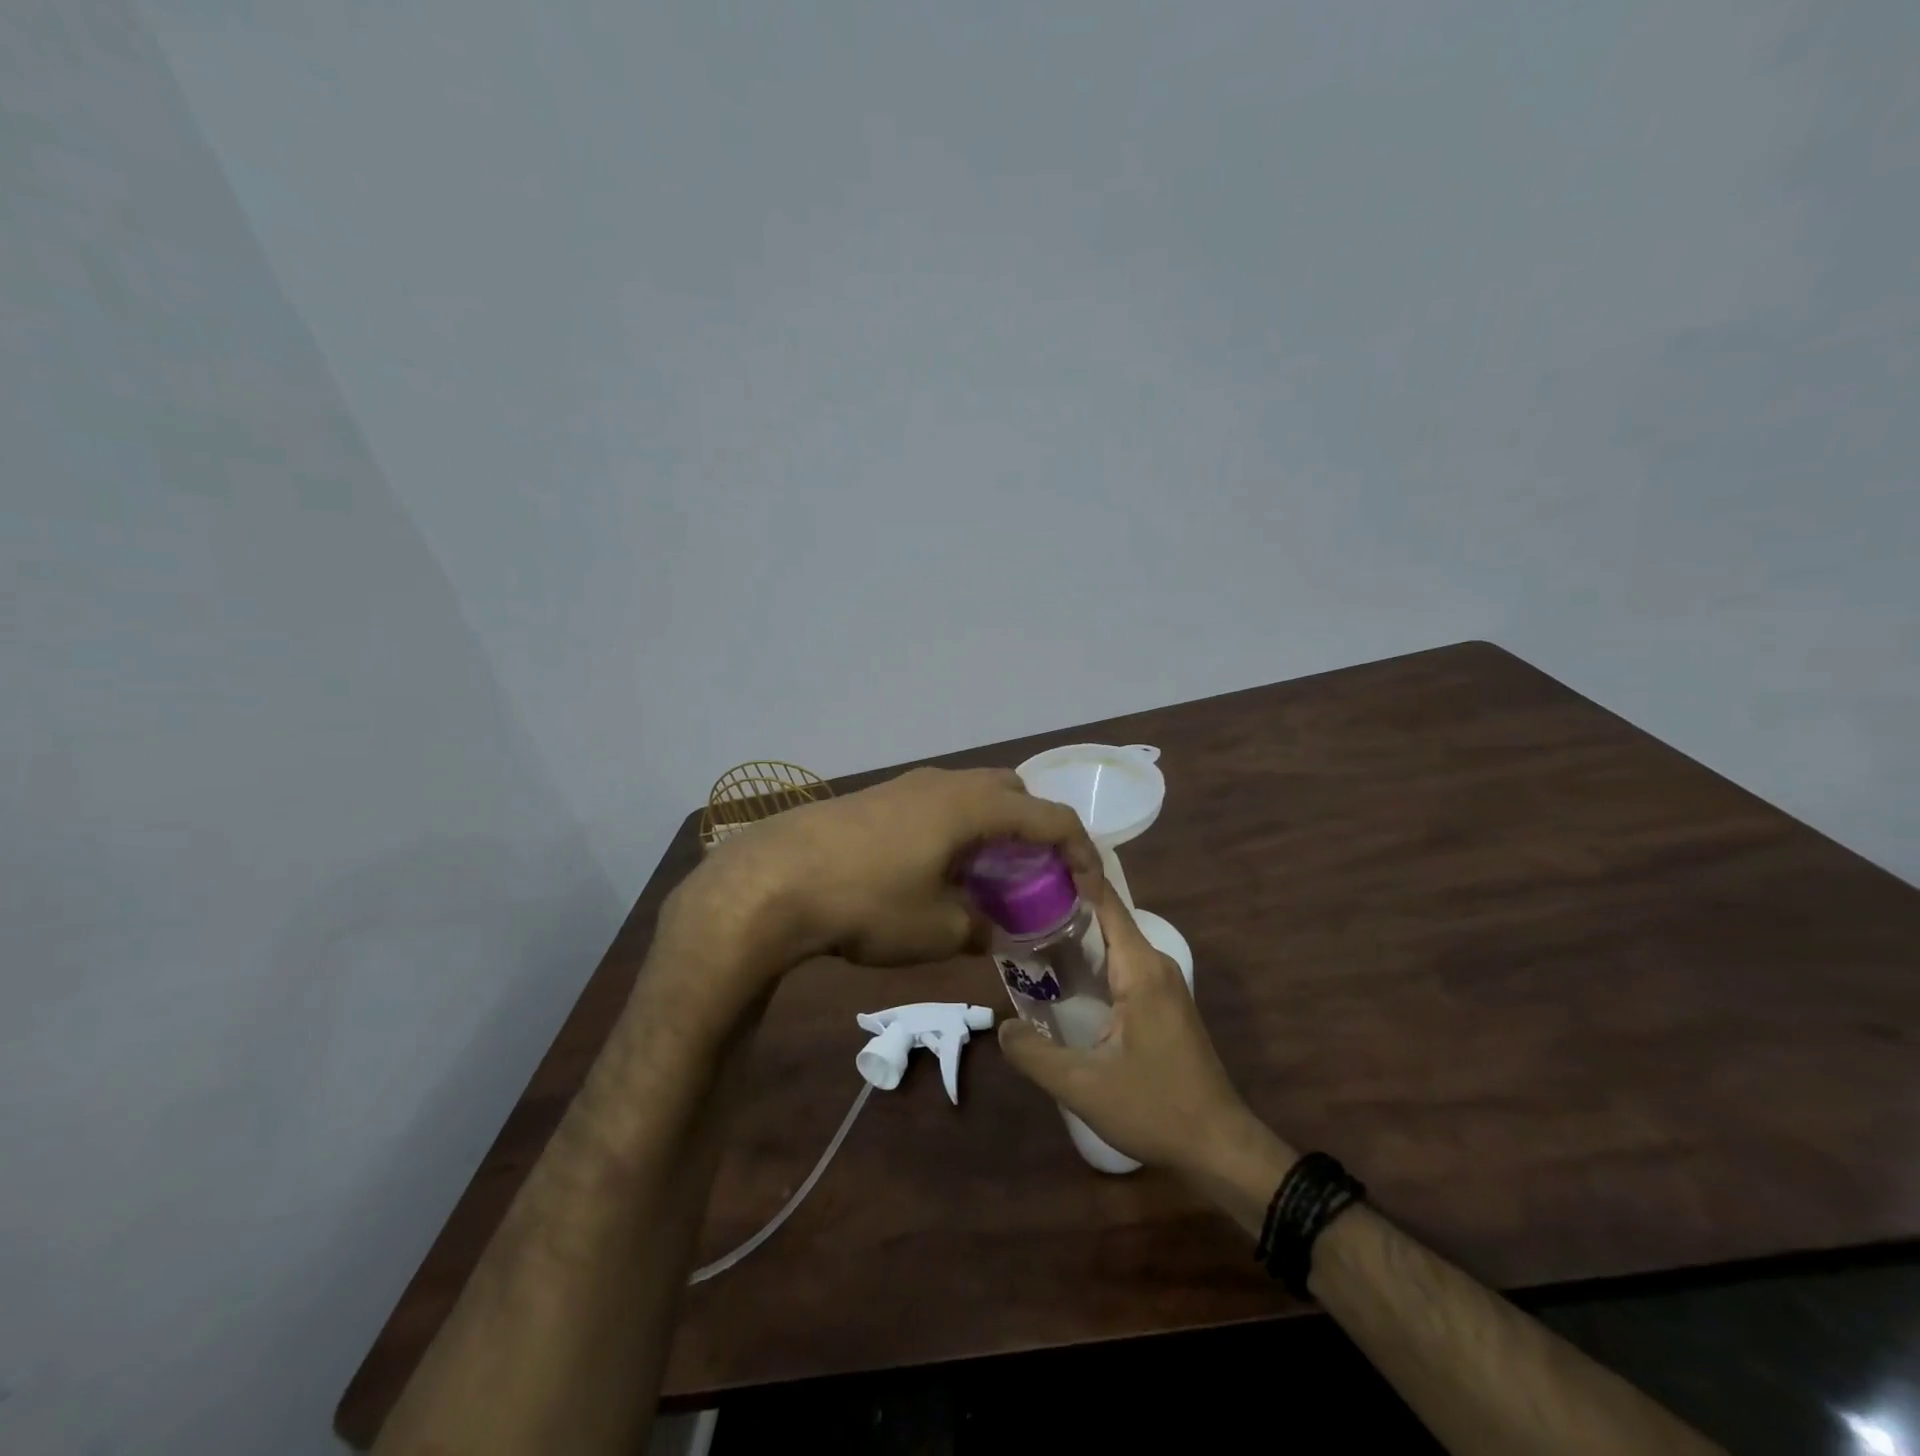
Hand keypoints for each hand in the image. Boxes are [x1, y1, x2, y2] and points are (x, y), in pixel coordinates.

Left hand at [670, 766, 1100, 974]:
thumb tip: (1000, 932)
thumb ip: (984, 929)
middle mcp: (947, 783)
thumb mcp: (938, 930)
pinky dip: (956, 830)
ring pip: (972, 797)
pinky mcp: (878, 797)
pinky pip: (938, 804)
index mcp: (975, 806)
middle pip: (1013, 794)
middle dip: (1034, 832)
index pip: (1051, 818)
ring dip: (992, 830)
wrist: (774, 880)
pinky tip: (936, 870)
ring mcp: (908, 785)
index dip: (1081, 853)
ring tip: (986, 877)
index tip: (1090, 889)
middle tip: (1034, 877)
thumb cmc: (869, 902)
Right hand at [997, 879, 1252, 1175]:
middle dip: (1061, 908)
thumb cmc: (1155, 1108)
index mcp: (1140, 969)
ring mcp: (1163, 983)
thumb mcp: (1083, 1086)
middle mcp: (1155, 964)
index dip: (1071, 876)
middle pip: (1105, 918)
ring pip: (1113, 943)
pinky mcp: (1163, 1002)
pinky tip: (1061, 977)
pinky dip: (1091, 961)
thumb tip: (1001, 1026)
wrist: (1218, 1146)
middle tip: (1012, 904)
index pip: (1105, 902)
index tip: (1031, 863)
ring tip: (1025, 934)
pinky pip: (1122, 965)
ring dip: (1075, 937)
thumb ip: (1034, 1054)